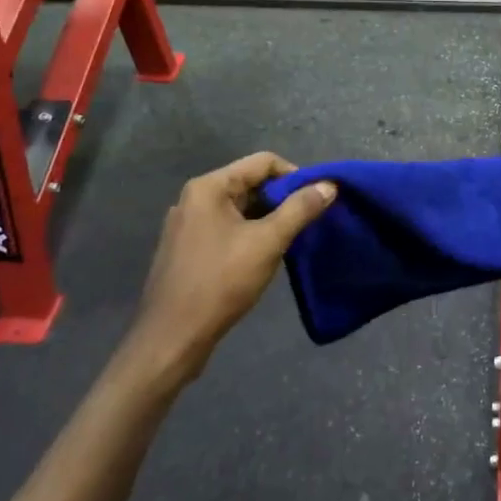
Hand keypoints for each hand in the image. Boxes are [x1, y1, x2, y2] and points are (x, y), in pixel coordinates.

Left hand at [125, 152, 335, 381]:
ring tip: (290, 242)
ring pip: (239, 209)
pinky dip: (249, 235)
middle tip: (307, 223)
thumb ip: (300, 209)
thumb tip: (329, 185)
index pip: (263, 162)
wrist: (172, 338)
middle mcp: (194, 199)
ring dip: (267, 219)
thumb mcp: (268, 242)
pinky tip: (263, 258)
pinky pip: (226, 229)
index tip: (316, 200)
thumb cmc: (220, 283)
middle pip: (250, 183)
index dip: (295, 176)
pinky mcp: (187, 250)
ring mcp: (187, 226)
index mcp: (208, 188)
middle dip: (282, 199)